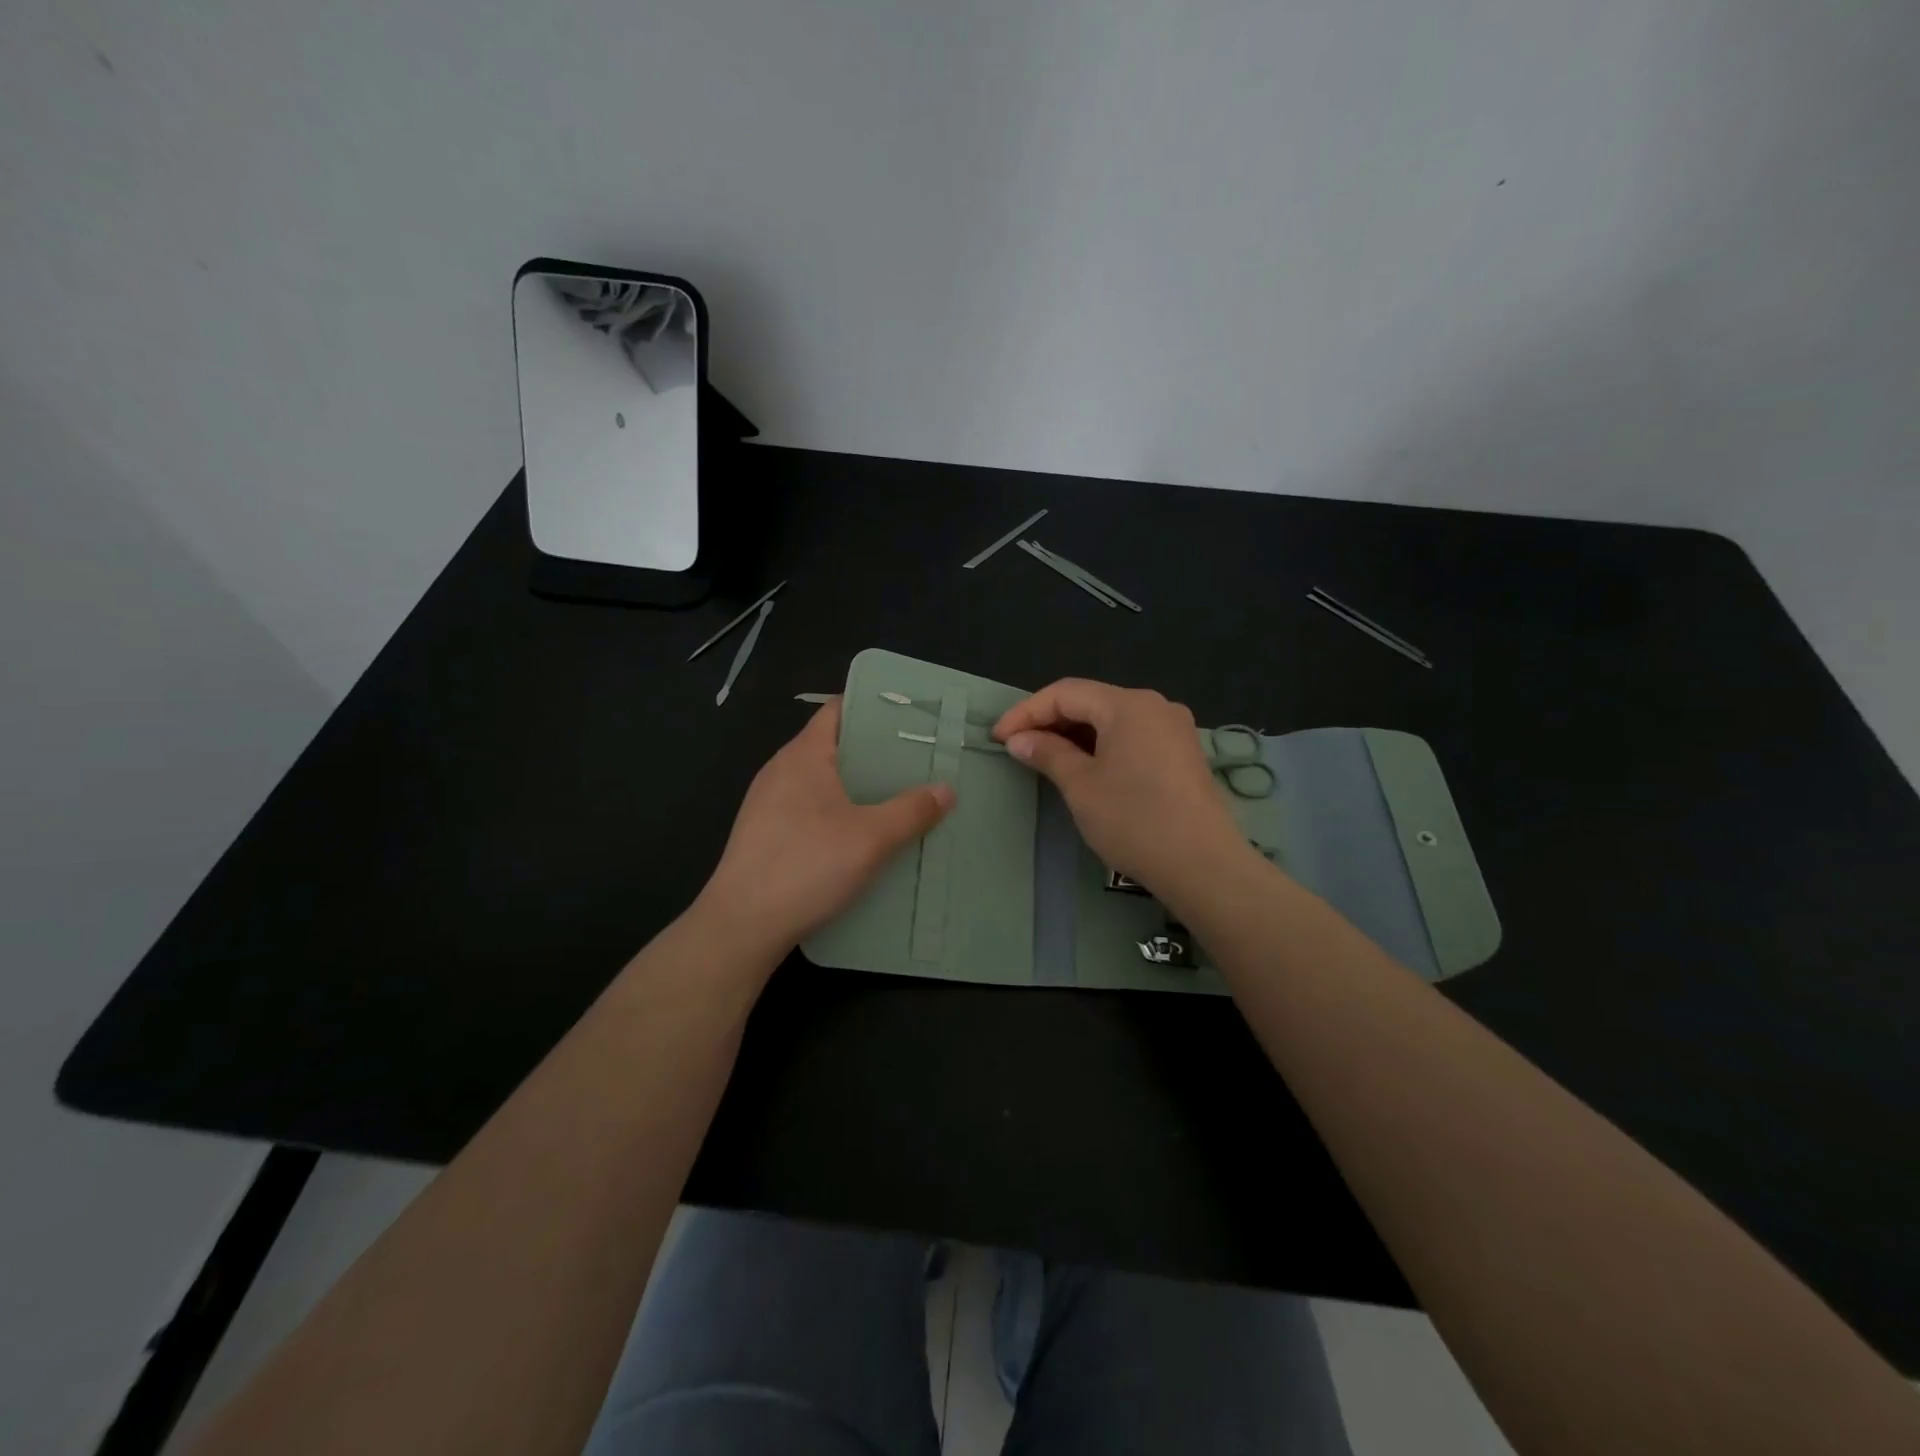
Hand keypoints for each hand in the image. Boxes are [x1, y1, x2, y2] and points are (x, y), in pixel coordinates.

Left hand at [698, 699, 954, 959]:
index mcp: (803, 755)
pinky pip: (807, 808)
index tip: (909, 717)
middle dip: (872, 751)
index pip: (837, 710)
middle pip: (832, 745)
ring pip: (820, 780)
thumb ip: (912, 811)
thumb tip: (946, 789)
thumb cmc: (807, 866)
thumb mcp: (871, 838)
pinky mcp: (764, 834)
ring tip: (895, 796)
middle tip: (915, 761)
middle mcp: (780, 770)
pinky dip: (836, 811)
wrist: (741, 925)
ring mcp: (767, 804)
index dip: (872, 707)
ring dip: (855, 785)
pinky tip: (859, 835)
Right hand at [994, 678, 1248, 897]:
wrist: (1203, 865)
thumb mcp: (1081, 786)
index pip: (1065, 693)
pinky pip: (1133, 736)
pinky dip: (1102, 745)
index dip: (1026, 712)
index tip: (998, 738)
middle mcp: (1155, 705)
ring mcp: (1174, 729)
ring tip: (1045, 757)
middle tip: (1017, 747)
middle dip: (1050, 721)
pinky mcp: (1183, 753)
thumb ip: (1048, 754)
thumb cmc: (1134, 820)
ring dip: (1075, 734)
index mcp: (1129, 704)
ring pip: (1112, 719)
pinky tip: (1085, 766)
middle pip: (1091, 701)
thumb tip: (1019, 740)